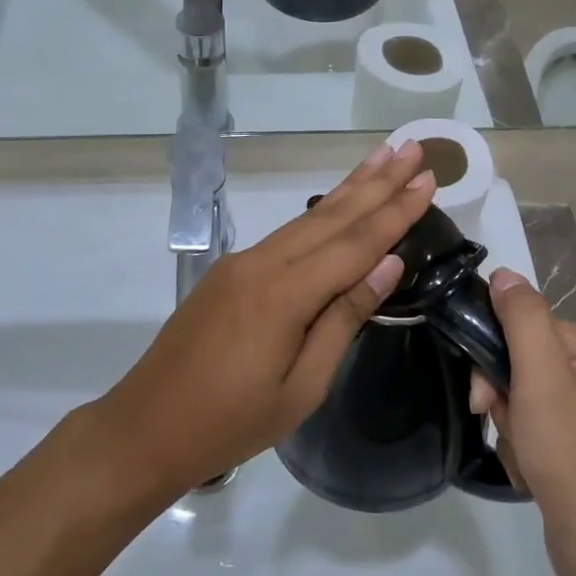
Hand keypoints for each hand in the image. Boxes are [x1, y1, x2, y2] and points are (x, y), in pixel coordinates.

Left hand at [90, 142, 434, 496]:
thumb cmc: (232, 422)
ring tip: (383, 157)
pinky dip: (322, 212)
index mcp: (284, 294)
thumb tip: (388, 264)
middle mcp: (264, 263)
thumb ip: (344, 318)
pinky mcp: (230, 269)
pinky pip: (287, 233)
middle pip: (332, 215)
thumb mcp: (302, 387)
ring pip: (309, 217)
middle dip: (378, 181)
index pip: (355, 243)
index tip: (428, 179)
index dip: (395, 211)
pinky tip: (340, 201)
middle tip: (413, 149)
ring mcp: (243, 261)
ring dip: (351, 187)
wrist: (147, 427)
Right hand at [468, 271, 575, 575]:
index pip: (532, 327)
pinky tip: (530, 467)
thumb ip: (522, 318)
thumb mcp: (541, 378)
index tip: (484, 393)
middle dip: (505, 394)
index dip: (500, 356)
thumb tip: (504, 274)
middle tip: (499, 422)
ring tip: (522, 453)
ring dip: (511, 420)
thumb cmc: (571, 455)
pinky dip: (524, 441)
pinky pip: (539, 421)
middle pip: (528, 360)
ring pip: (527, 393)